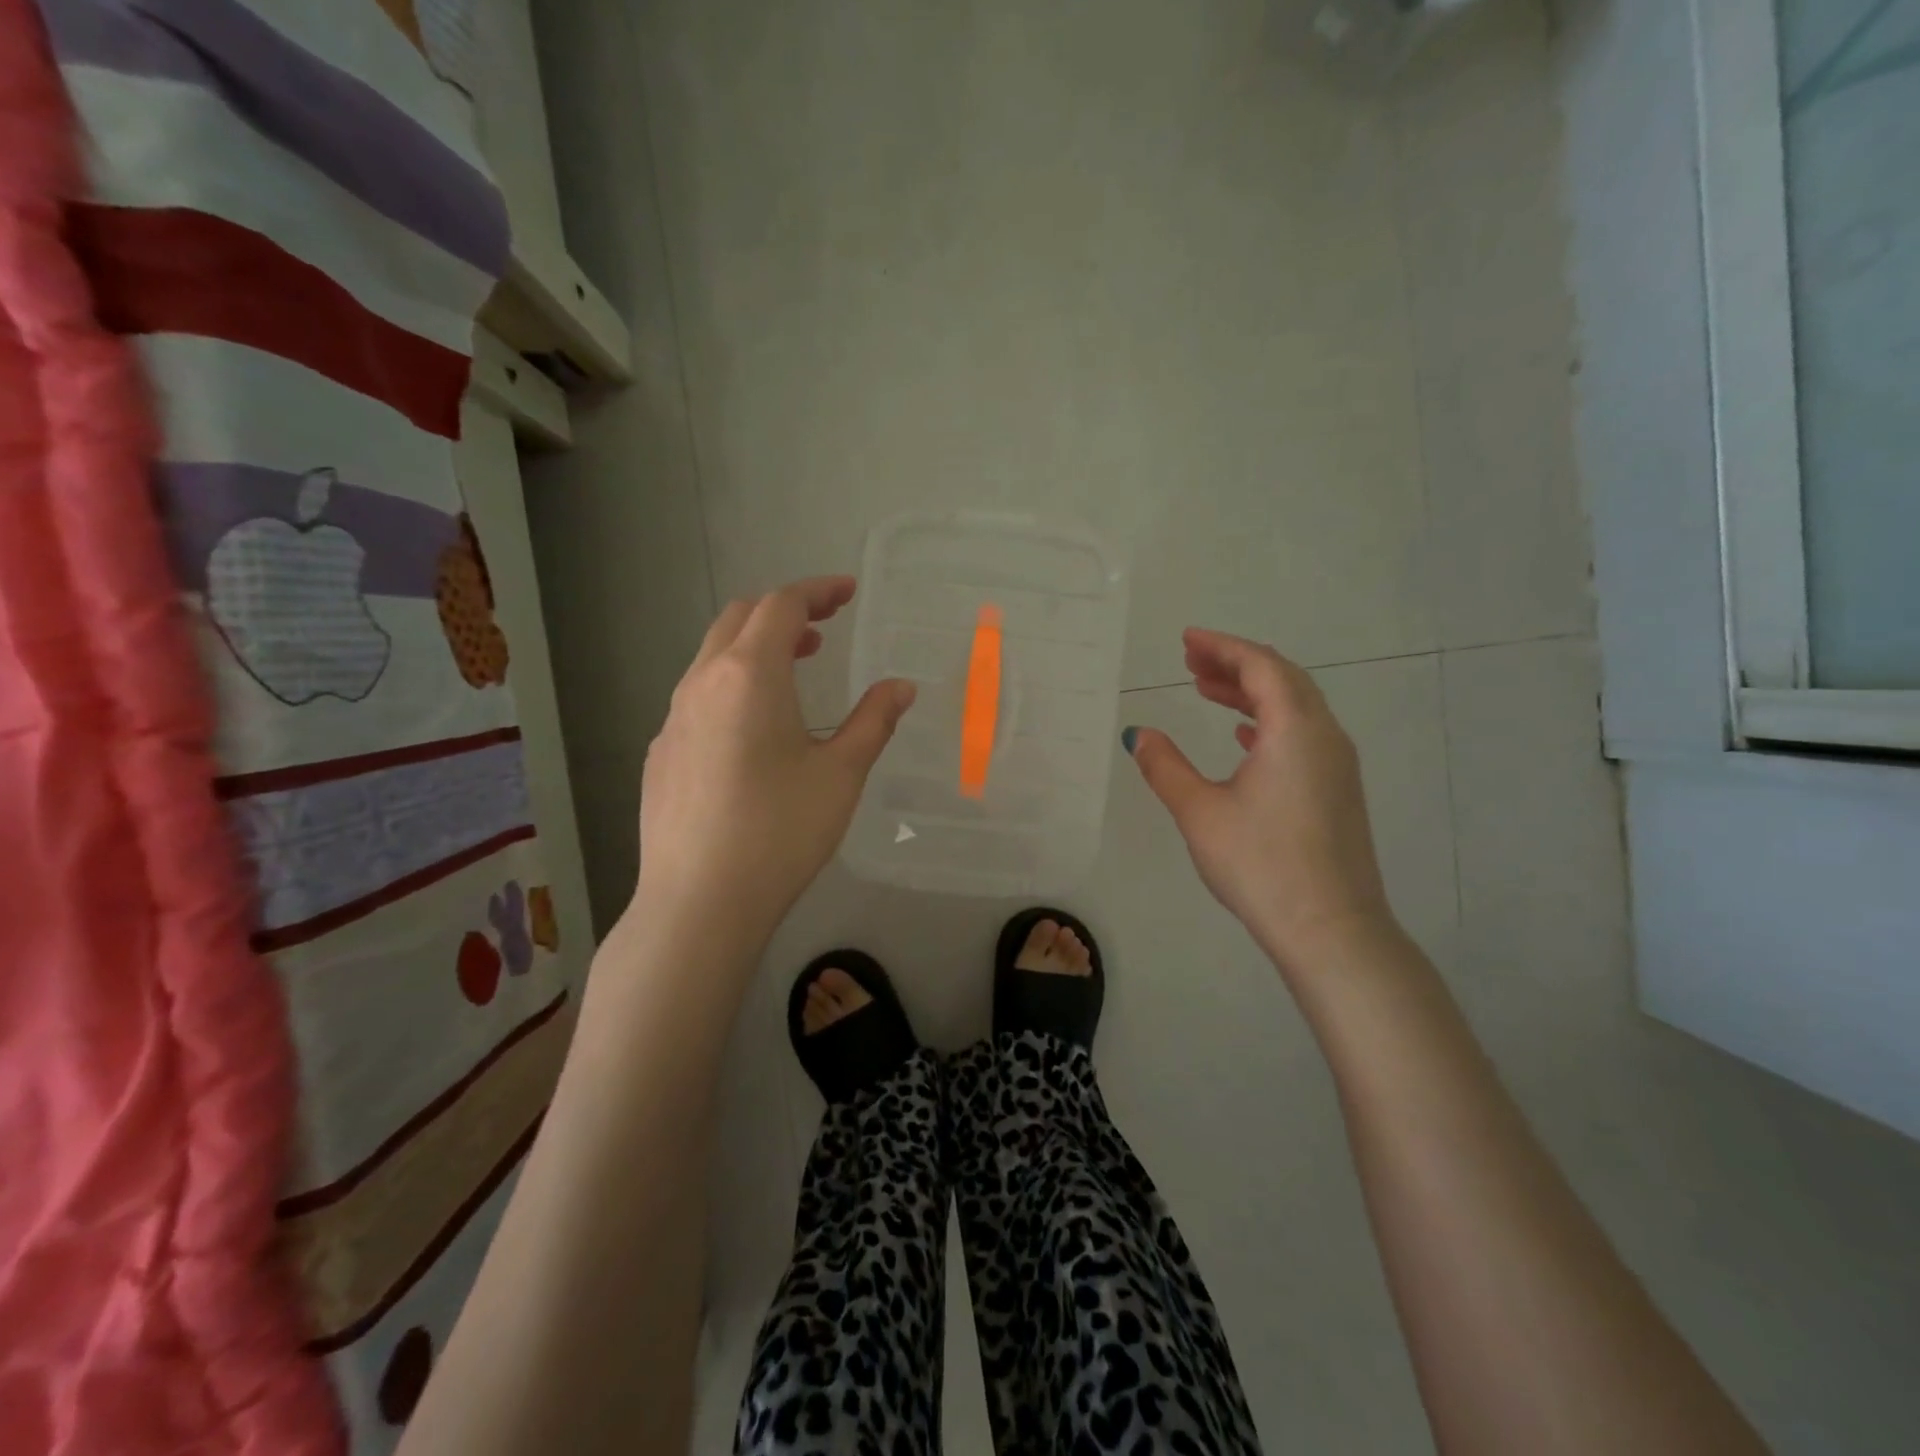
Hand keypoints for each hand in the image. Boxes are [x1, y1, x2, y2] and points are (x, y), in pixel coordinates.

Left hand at [630, 576, 914, 945]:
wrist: (699, 902)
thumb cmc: (780, 832)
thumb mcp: (841, 774)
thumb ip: (874, 721)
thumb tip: (900, 687)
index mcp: (749, 675)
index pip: (782, 605)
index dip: (818, 591)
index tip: (848, 592)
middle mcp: (702, 682)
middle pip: (740, 619)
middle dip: (785, 611)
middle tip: (825, 627)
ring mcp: (672, 717)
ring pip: (714, 656)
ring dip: (756, 648)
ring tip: (795, 669)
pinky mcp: (661, 752)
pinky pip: (698, 695)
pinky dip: (732, 684)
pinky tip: (753, 730)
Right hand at [1126, 628, 1392, 975]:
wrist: (1330, 929)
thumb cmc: (1260, 864)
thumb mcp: (1199, 811)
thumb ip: (1165, 766)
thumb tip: (1138, 734)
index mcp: (1295, 729)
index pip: (1261, 666)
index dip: (1222, 647)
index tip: (1186, 640)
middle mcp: (1325, 736)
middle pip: (1282, 678)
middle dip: (1235, 664)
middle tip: (1191, 660)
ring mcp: (1337, 764)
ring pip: (1295, 707)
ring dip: (1252, 692)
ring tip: (1208, 690)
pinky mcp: (1338, 790)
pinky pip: (1303, 734)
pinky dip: (1270, 722)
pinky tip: (1245, 737)